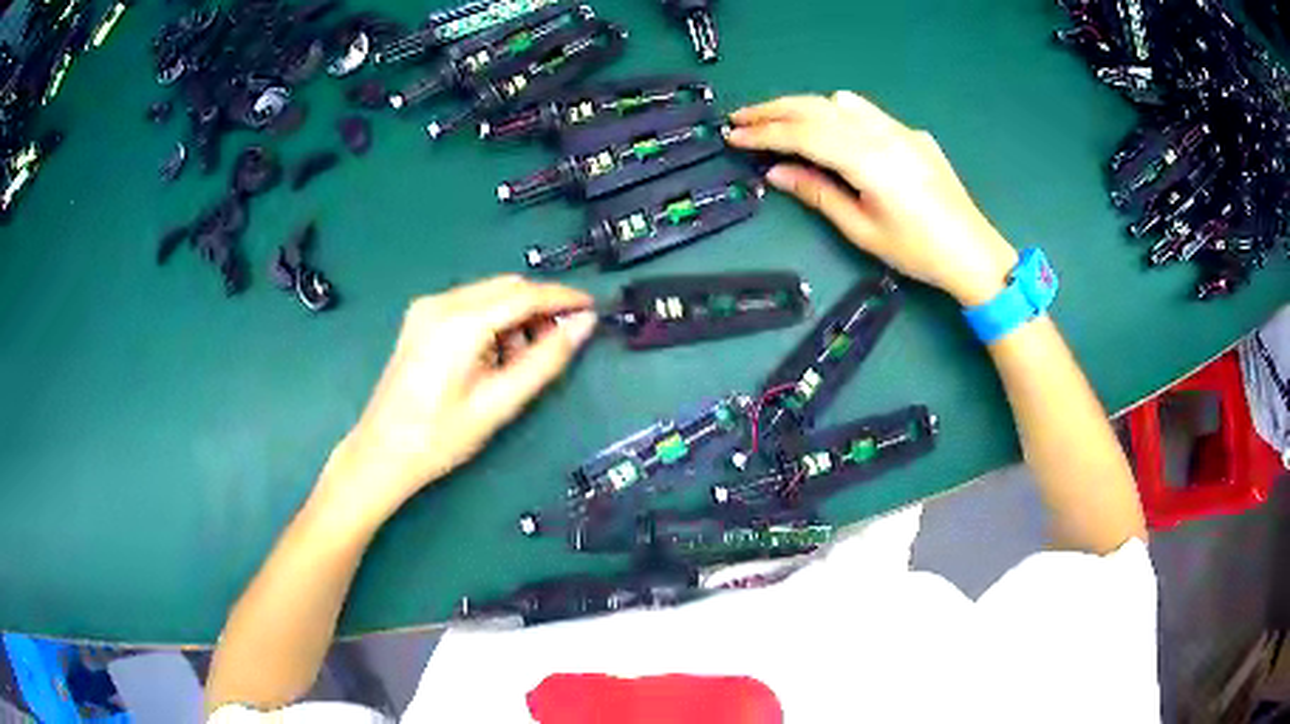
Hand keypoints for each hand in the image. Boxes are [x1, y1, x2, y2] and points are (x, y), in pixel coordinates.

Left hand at [311, 275, 596, 529]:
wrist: (382, 452)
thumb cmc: (441, 436)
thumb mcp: (499, 403)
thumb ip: (546, 360)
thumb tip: (584, 325)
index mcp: (460, 322)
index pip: (525, 295)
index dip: (563, 298)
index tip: (593, 307)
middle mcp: (441, 302)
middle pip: (507, 288)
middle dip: (539, 308)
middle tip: (563, 340)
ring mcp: (427, 308)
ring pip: (489, 295)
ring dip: (516, 317)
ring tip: (521, 361)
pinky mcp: (421, 319)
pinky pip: (470, 306)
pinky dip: (493, 323)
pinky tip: (494, 356)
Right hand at [726, 92, 1018, 305]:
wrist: (973, 252)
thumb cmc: (917, 251)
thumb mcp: (862, 230)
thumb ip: (818, 193)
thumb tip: (777, 172)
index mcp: (868, 160)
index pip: (804, 134)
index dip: (764, 133)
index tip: (734, 136)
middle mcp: (882, 134)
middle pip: (817, 108)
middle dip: (774, 110)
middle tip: (741, 118)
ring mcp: (900, 130)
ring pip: (841, 102)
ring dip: (804, 106)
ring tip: (779, 122)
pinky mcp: (911, 134)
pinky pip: (866, 112)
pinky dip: (836, 112)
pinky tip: (830, 128)